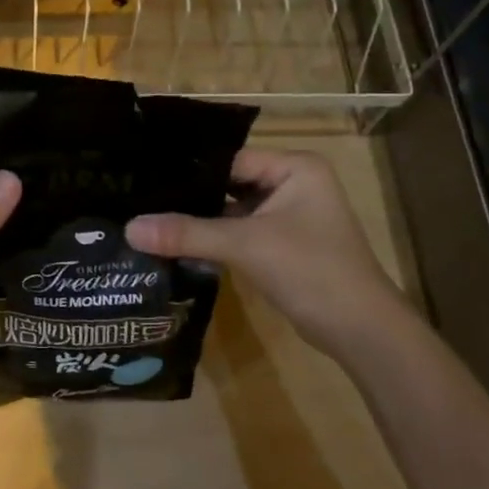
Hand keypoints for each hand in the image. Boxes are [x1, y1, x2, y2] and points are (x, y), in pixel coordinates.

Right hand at [126, 148, 403, 356]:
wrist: (359, 329)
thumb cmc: (310, 270)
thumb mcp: (246, 246)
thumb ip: (188, 233)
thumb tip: (130, 229)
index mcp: (295, 167)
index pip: (230, 159)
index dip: (188, 171)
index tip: (143, 178)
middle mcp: (293, 184)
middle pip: (229, 184)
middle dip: (190, 196)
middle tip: (138, 200)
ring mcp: (288, 217)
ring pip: (232, 211)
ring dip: (200, 220)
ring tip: (148, 219)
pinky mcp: (282, 245)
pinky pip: (240, 233)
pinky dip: (214, 239)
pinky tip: (176, 244)